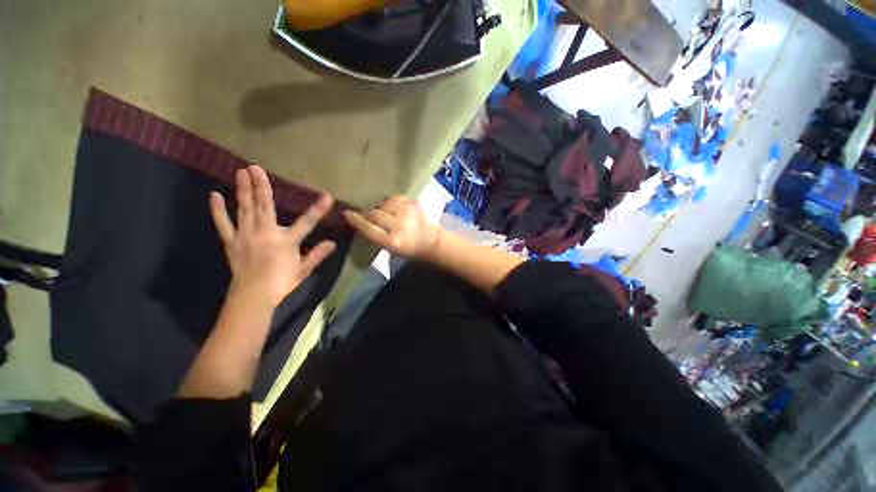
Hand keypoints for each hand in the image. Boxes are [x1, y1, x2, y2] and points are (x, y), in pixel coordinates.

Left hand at [210, 165, 336, 306]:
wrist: (252, 296)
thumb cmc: (281, 282)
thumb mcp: (303, 270)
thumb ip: (318, 254)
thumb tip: (333, 243)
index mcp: (287, 241)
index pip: (306, 222)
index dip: (318, 209)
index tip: (327, 197)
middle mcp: (266, 233)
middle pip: (264, 206)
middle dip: (261, 186)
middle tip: (255, 167)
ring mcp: (246, 236)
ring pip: (244, 209)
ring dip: (243, 190)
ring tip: (241, 172)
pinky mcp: (231, 241)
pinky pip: (223, 223)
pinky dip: (218, 209)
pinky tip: (214, 195)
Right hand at [343, 196, 440, 260]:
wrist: (432, 241)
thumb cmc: (409, 249)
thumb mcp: (390, 248)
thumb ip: (374, 235)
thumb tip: (358, 219)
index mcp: (392, 241)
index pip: (367, 227)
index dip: (355, 219)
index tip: (347, 213)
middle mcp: (398, 226)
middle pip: (373, 213)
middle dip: (369, 213)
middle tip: (368, 214)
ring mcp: (407, 212)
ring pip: (383, 202)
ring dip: (380, 206)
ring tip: (383, 211)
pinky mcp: (413, 203)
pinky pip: (394, 197)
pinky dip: (391, 201)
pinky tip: (393, 207)